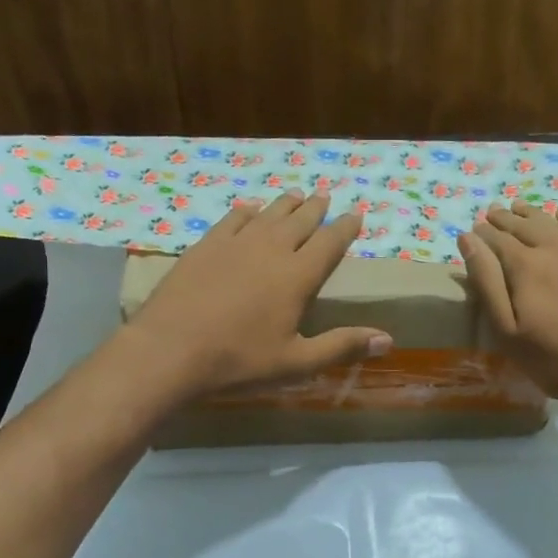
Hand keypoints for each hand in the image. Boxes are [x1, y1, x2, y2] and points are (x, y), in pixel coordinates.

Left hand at [121, 191, 392, 399]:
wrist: (170, 350)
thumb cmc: (239, 361)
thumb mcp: (296, 362)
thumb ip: (342, 346)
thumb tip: (388, 339)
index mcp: (297, 276)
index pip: (330, 243)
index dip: (345, 228)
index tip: (356, 214)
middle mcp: (270, 250)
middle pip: (299, 221)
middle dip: (316, 208)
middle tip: (325, 196)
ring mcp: (234, 244)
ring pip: (267, 215)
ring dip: (284, 205)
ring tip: (295, 195)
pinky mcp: (204, 247)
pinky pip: (232, 220)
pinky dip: (245, 212)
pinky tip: (248, 210)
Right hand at [458, 201, 557, 427]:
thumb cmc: (556, 360)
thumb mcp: (508, 332)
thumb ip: (486, 282)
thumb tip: (468, 239)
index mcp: (525, 265)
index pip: (496, 239)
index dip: (482, 233)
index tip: (474, 229)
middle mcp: (555, 246)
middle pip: (523, 225)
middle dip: (504, 219)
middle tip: (492, 213)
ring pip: (553, 221)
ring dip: (532, 214)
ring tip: (518, 208)